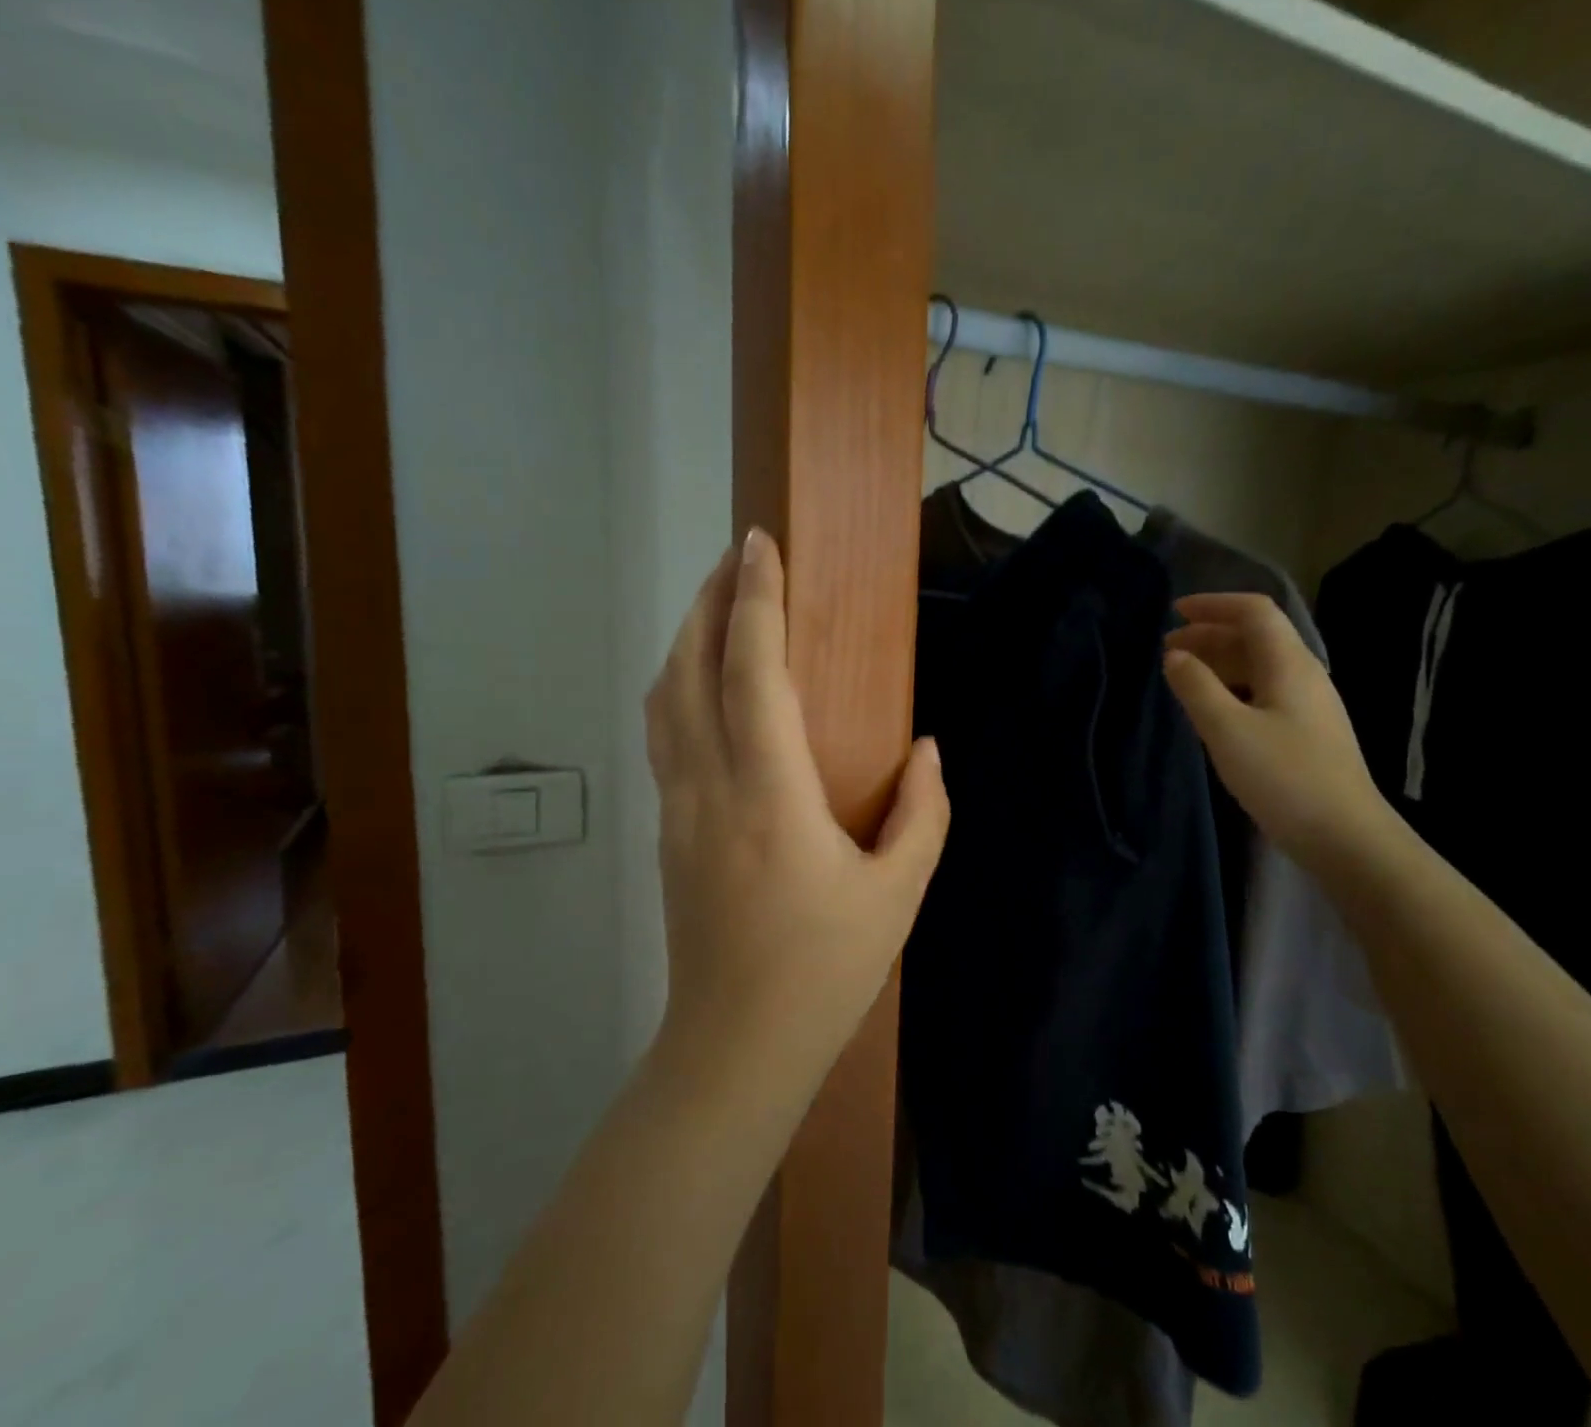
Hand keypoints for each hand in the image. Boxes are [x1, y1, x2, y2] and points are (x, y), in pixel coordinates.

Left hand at [646, 529, 950, 1074]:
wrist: (735, 1047)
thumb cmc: (825, 970)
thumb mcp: (898, 894)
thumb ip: (922, 812)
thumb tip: (926, 748)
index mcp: (769, 793)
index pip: (750, 669)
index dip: (755, 599)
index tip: (760, 544)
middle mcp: (708, 786)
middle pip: (688, 667)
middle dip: (708, 600)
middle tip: (737, 556)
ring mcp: (676, 808)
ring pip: (664, 699)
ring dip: (685, 639)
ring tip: (716, 604)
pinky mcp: (667, 830)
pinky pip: (664, 734)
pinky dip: (678, 685)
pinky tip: (702, 682)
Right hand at [1163, 592, 1389, 867]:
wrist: (1344, 835)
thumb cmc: (1283, 776)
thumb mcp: (1226, 729)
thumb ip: (1195, 687)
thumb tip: (1174, 656)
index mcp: (1289, 664)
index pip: (1254, 612)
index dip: (1214, 605)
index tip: (1174, 611)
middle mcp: (1303, 675)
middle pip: (1255, 637)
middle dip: (1209, 634)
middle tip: (1167, 648)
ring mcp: (1308, 704)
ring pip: (1258, 666)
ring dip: (1219, 662)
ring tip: (1182, 676)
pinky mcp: (1305, 731)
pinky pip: (1262, 691)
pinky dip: (1231, 687)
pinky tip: (1212, 708)